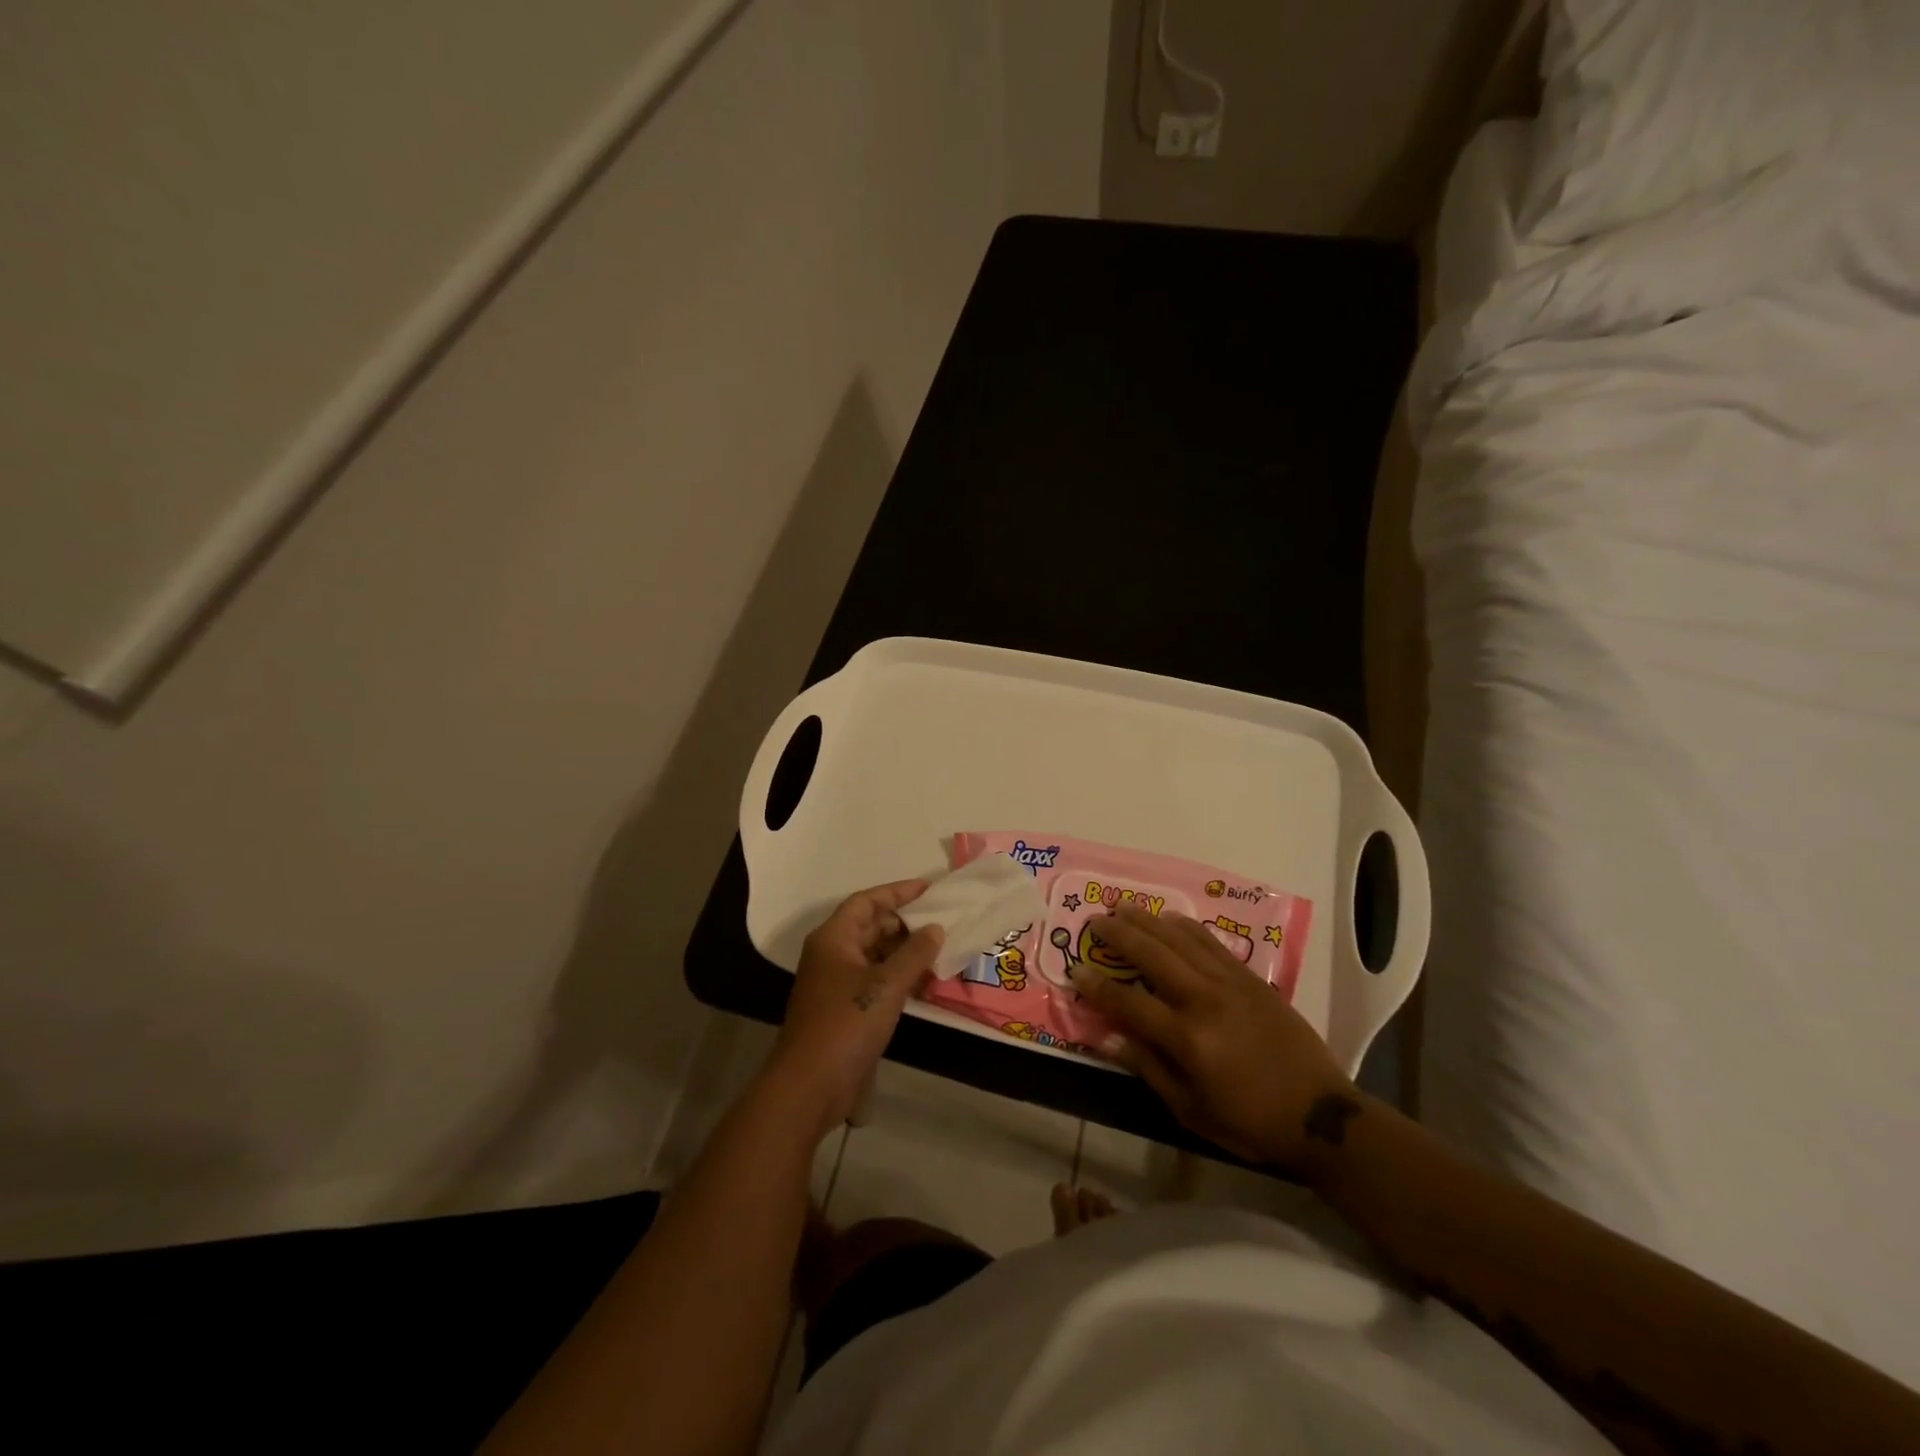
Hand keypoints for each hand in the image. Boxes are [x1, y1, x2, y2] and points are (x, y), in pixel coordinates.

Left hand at [767, 880, 943, 1138]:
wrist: (810, 1085)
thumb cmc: (846, 1024)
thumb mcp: (886, 985)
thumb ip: (914, 953)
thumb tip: (935, 928)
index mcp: (833, 938)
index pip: (867, 901)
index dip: (897, 892)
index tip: (929, 889)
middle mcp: (832, 954)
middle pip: (870, 926)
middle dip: (905, 923)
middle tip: (941, 921)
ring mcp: (837, 983)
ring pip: (875, 955)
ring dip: (904, 952)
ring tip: (940, 949)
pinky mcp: (845, 1009)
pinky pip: (876, 980)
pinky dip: (898, 977)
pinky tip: (925, 982)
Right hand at [1069, 905, 1358, 1178]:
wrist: (1320, 1115)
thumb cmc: (1249, 1121)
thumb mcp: (1191, 1109)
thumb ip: (1149, 1068)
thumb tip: (1110, 1037)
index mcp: (1187, 1038)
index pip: (1129, 1002)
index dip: (1098, 986)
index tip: (1076, 970)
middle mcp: (1204, 1000)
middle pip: (1152, 955)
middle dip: (1119, 934)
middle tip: (1095, 920)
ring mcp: (1230, 984)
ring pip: (1180, 940)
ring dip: (1148, 920)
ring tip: (1123, 907)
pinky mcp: (1251, 978)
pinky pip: (1212, 942)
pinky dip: (1186, 927)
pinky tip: (1170, 918)